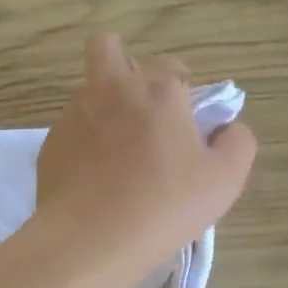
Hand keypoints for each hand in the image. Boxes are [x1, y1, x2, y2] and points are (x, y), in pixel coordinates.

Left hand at [34, 36, 255, 287]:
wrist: (91, 239)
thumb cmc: (165, 205)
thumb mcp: (225, 179)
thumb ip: (237, 142)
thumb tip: (227, 127)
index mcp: (157, 90)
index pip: (171, 65)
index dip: (182, 87)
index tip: (186, 119)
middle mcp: (111, 89)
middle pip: (106, 47)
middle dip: (122, 61)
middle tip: (139, 105)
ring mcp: (74, 114)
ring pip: (88, 92)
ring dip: (104, 108)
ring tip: (118, 155)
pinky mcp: (50, 143)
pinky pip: (71, 130)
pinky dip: (84, 144)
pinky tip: (94, 178)